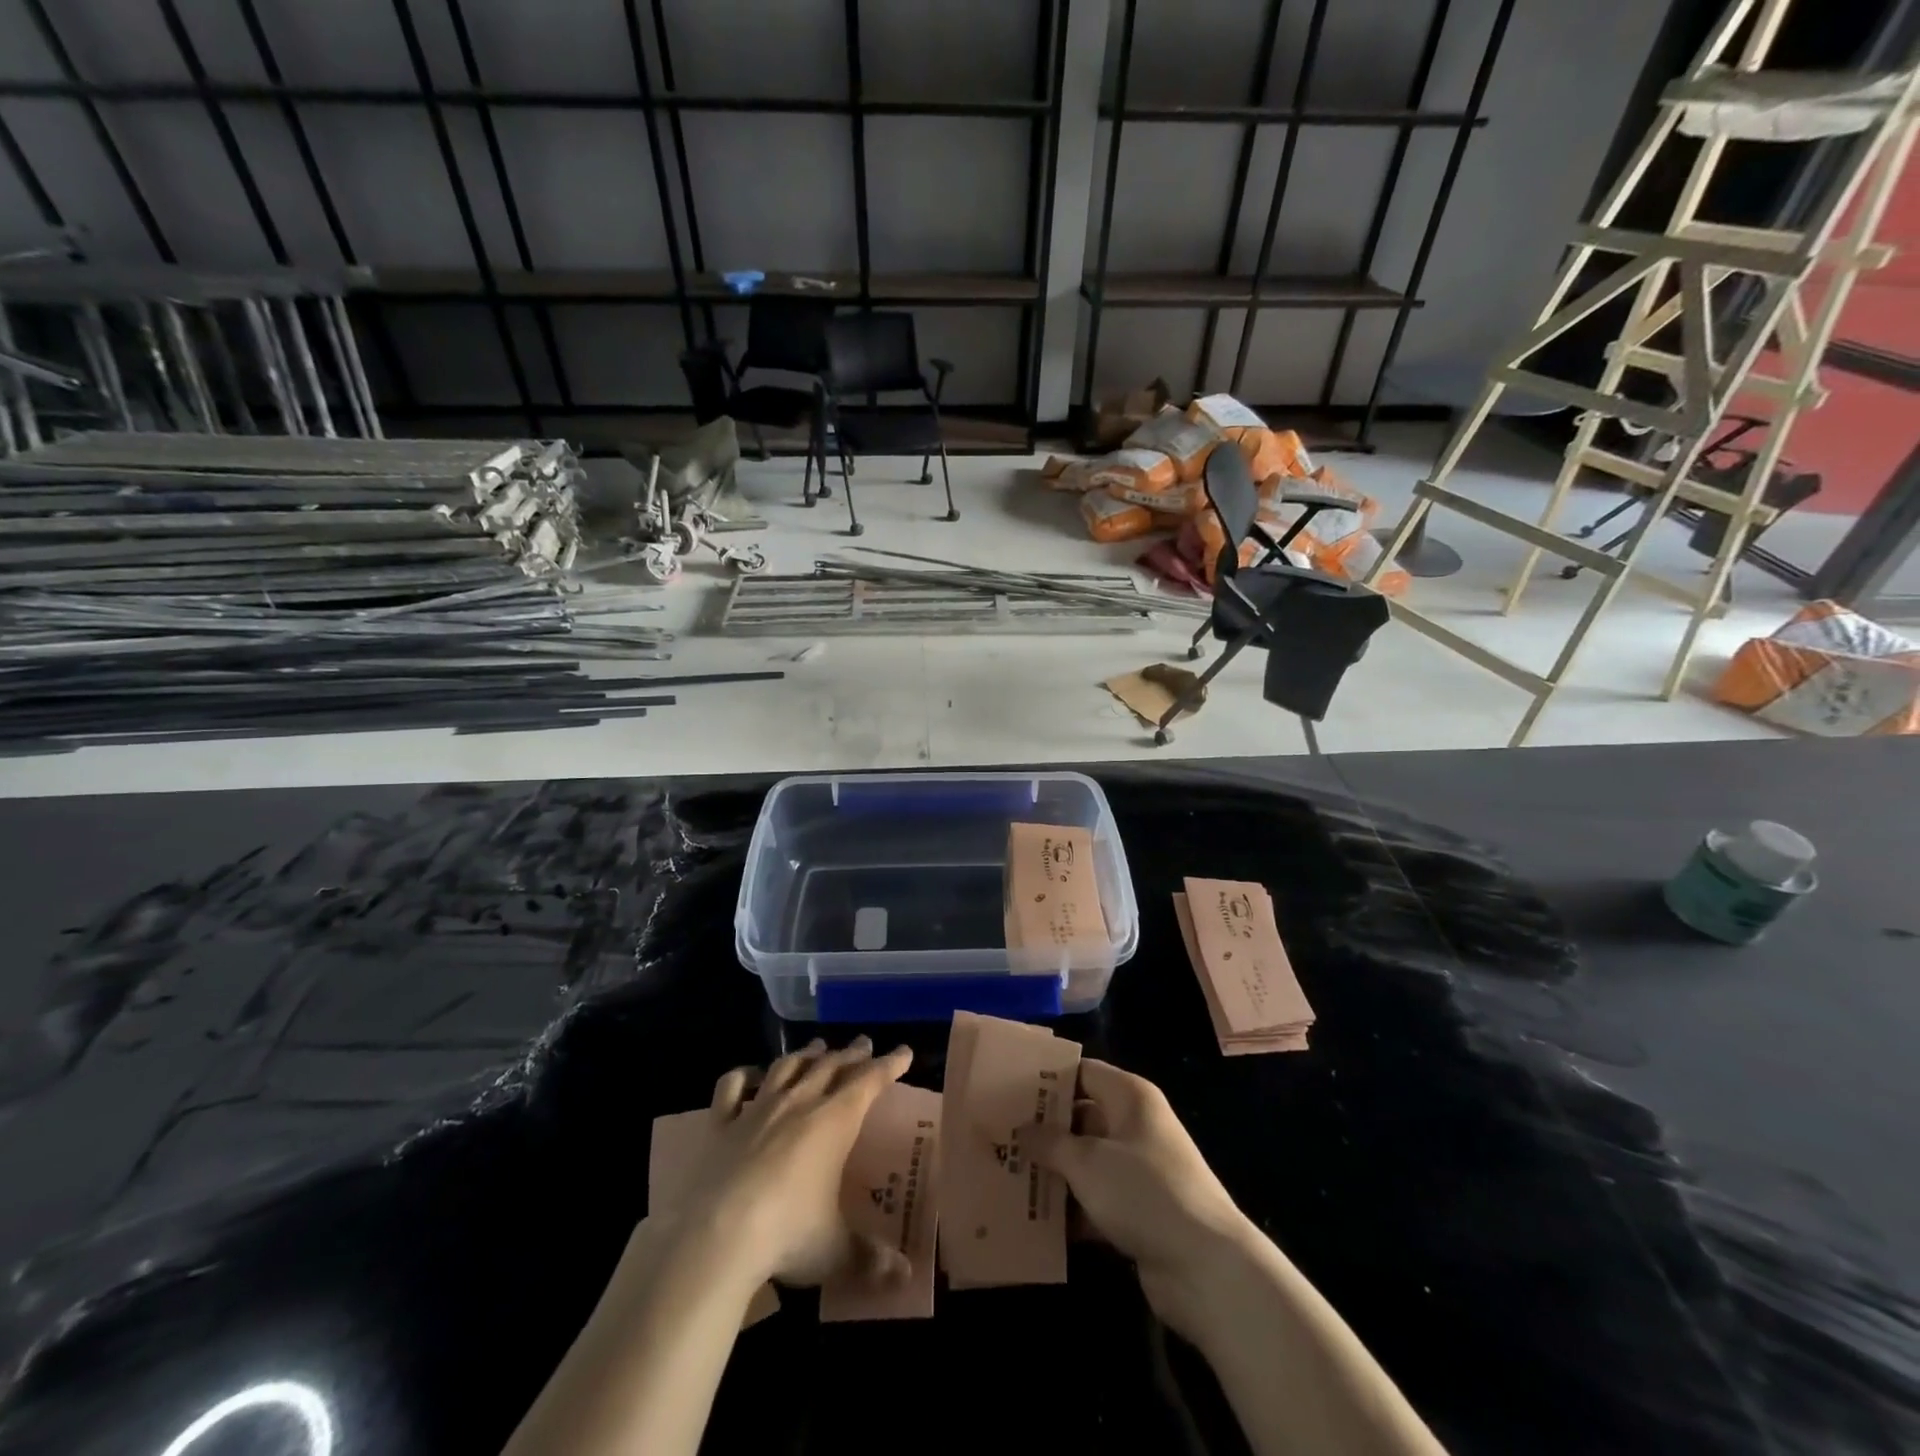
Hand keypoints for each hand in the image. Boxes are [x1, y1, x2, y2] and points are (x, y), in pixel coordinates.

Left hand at [677, 1036, 912, 1290]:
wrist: (716, 1237)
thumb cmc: (788, 1235)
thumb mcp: (836, 1251)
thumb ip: (871, 1260)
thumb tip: (906, 1278)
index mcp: (834, 1121)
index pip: (869, 1081)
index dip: (889, 1065)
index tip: (905, 1051)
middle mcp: (799, 1103)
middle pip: (830, 1066)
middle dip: (850, 1054)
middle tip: (864, 1044)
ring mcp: (757, 1110)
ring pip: (787, 1067)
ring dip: (806, 1055)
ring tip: (817, 1048)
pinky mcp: (720, 1125)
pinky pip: (732, 1088)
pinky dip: (744, 1076)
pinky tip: (750, 1074)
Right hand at [1029, 1059, 1261, 1342]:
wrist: (1207, 1268)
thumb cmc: (1144, 1192)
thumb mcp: (1088, 1162)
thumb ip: (1050, 1143)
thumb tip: (1020, 1129)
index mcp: (1130, 1097)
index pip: (1082, 1072)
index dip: (1047, 1078)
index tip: (1006, 1088)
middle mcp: (1135, 1126)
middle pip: (1081, 1117)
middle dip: (1043, 1129)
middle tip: (999, 1136)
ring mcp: (1139, 1170)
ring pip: (1086, 1161)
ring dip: (1053, 1171)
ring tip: (1006, 1175)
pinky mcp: (1139, 1211)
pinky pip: (1096, 1198)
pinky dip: (1070, 1207)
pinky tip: (1034, 1218)